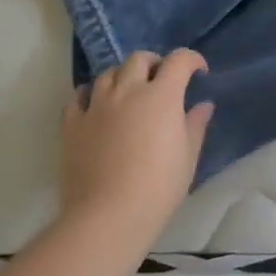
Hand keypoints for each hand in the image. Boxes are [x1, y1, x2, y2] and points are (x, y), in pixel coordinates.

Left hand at [61, 50, 212, 245]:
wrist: (108, 216)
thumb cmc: (158, 187)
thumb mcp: (188, 157)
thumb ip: (195, 125)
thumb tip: (203, 105)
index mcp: (161, 96)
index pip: (179, 61)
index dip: (192, 60)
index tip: (199, 72)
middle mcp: (128, 91)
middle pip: (139, 59)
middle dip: (154, 63)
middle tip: (162, 80)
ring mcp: (97, 106)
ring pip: (108, 73)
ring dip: (122, 75)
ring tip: (129, 91)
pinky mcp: (72, 124)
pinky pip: (79, 97)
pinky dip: (90, 94)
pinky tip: (96, 105)